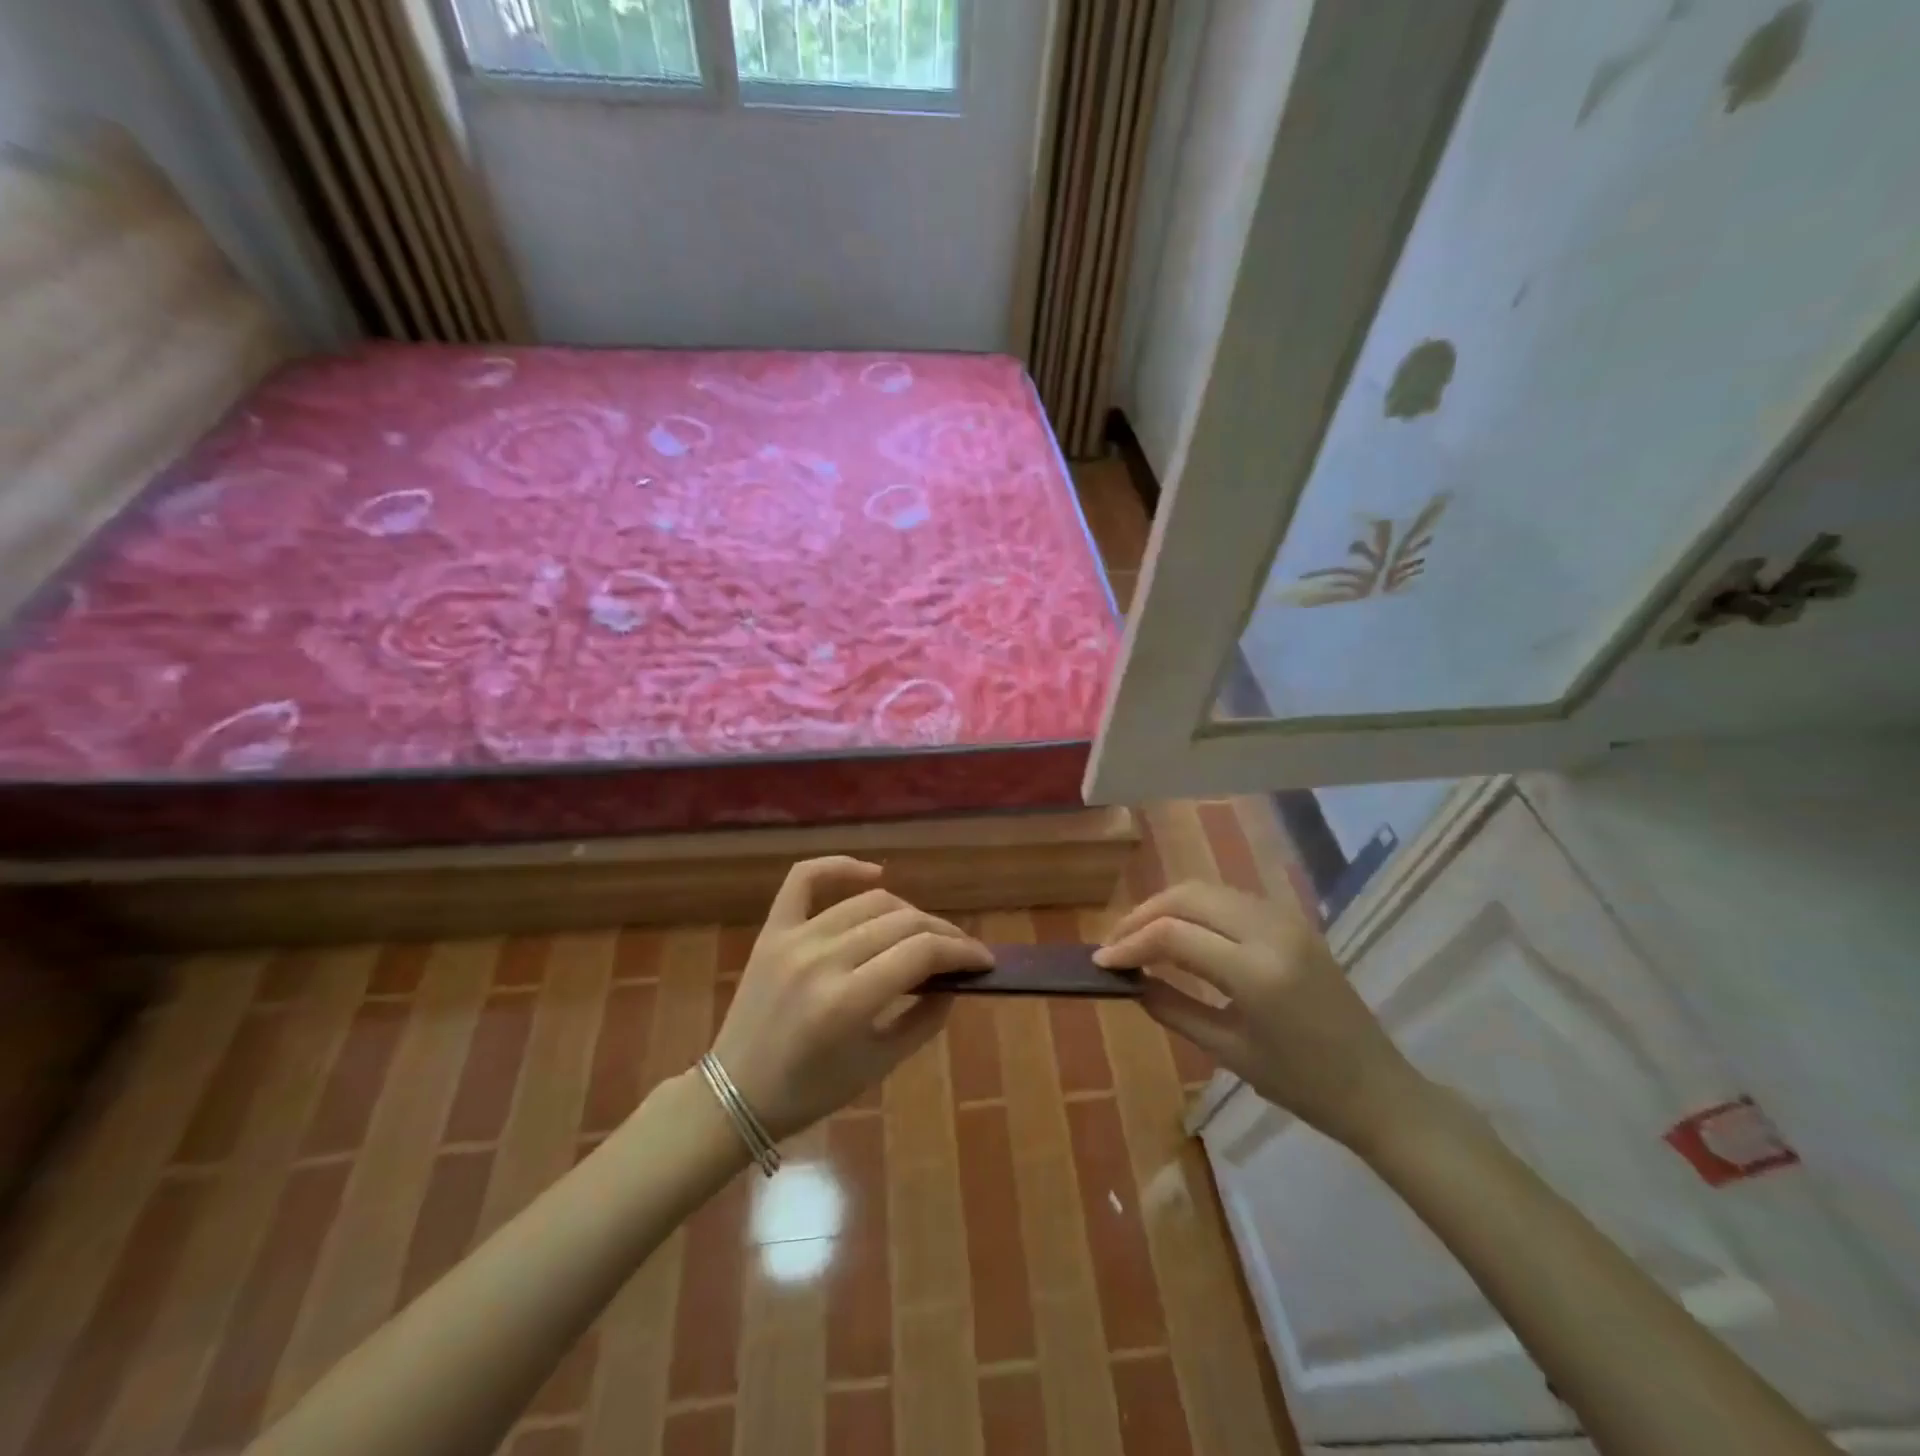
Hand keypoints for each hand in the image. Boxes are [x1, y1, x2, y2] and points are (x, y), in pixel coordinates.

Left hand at [709, 857, 992, 1139]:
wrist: (735, 1093)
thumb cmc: (812, 1090)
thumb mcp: (880, 1065)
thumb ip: (925, 1019)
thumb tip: (954, 980)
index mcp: (847, 1002)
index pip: (922, 953)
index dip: (962, 951)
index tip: (984, 960)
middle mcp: (821, 959)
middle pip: (902, 923)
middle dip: (944, 935)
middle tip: (961, 952)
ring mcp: (793, 938)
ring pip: (869, 902)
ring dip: (908, 912)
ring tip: (923, 933)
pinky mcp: (773, 929)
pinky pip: (805, 878)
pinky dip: (841, 867)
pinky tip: (872, 874)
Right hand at [1095, 880, 1430, 1151]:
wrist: (1378, 1088)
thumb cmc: (1303, 1085)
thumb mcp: (1228, 1051)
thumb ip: (1172, 1008)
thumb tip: (1129, 982)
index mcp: (1257, 972)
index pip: (1174, 935)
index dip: (1130, 943)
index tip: (1100, 961)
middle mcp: (1271, 931)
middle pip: (1188, 897)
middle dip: (1143, 915)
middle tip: (1115, 944)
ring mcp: (1285, 919)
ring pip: (1207, 889)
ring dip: (1167, 907)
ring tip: (1139, 937)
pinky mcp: (1291, 920)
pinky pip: (1229, 898)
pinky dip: (1195, 908)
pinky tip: (1179, 932)